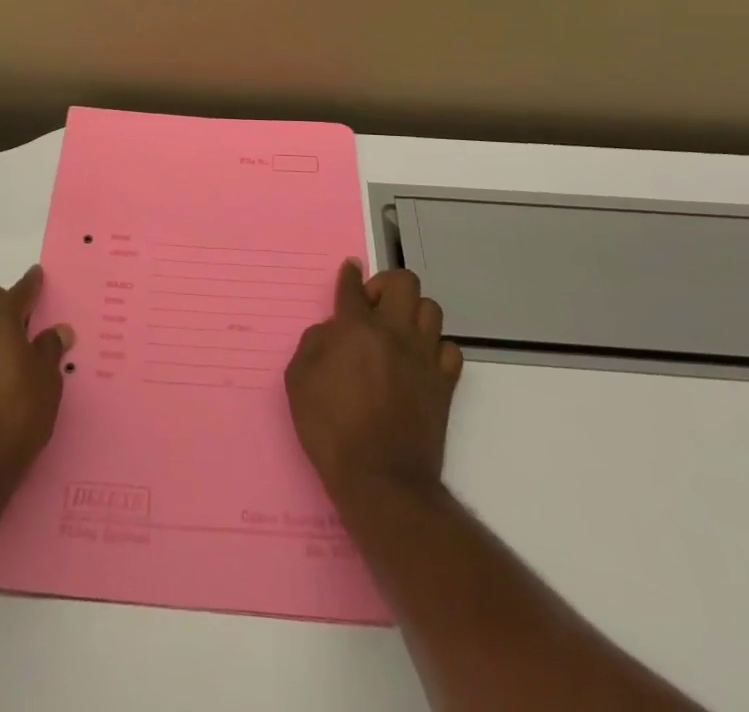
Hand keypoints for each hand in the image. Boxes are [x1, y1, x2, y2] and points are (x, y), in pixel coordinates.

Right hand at [285, 260, 462, 502]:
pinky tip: (420, 361)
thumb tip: (332, 329)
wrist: (381, 480)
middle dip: (386, 285)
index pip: (353, 287)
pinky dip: (436, 348)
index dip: (350, 275)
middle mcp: (393, 332)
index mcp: (355, 328)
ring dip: (413, 313)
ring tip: (398, 332)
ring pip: (431, 309)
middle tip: (372, 308)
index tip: (351, 269)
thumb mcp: (298, 381)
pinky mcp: (444, 383)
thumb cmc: (331, 430)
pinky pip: (450, 348)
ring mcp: (424, 356)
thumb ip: (313, 343)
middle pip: (404, 282)